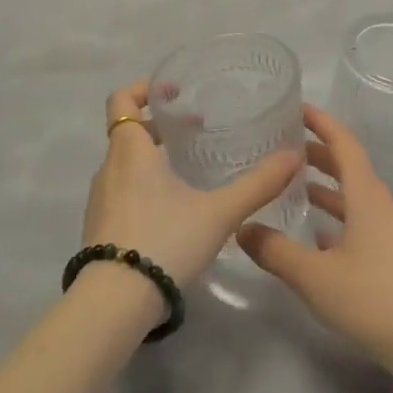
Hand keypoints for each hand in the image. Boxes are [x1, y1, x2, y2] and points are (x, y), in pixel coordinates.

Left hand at [80, 80, 304, 299]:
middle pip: (128, 132)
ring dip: (152, 158)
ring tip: (188, 171)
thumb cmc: (165, 240)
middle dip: (160, 127)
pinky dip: (143, 186)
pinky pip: (121, 191)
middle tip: (195, 132)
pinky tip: (173, 210)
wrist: (114, 304)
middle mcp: (109, 168)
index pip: (122, 100)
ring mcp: (100, 200)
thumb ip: (257, 184)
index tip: (175, 93)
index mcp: (130, 150)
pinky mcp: (99, 228)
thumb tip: (293, 157)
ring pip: (125, 164)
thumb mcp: (219, 212)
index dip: (144, 89)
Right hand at [238, 105, 392, 373]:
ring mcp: (386, 230)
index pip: (344, 143)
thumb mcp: (313, 275)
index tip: (297, 108)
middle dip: (319, 151)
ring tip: (294, 184)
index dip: (322, 122)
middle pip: (349, 165)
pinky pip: (358, 220)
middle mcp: (378, 204)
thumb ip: (275, 250)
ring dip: (327, 185)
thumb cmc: (369, 298)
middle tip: (286, 146)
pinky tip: (316, 233)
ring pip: (353, 194)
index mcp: (365, 195)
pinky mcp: (388, 254)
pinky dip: (336, 216)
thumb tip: (242, 228)